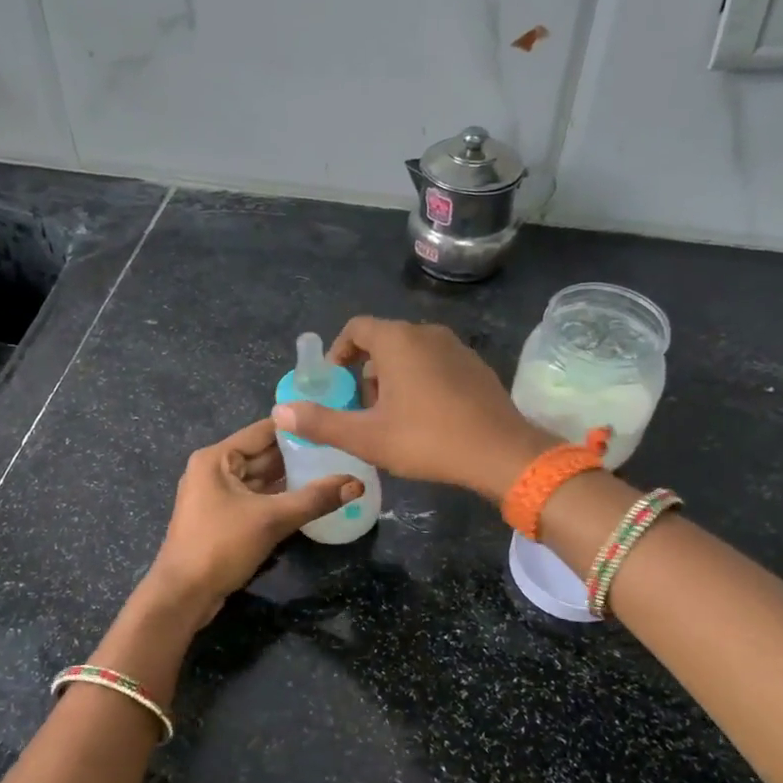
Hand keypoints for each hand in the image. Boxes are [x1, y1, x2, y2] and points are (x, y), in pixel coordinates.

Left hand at [143, 417, 363, 620]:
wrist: (182, 595)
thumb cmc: (221, 546)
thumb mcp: (272, 519)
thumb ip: (315, 499)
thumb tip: (357, 483)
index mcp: (217, 458)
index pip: (264, 431)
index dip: (297, 427)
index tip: (332, 424)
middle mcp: (214, 469)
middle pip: (263, 454)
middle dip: (298, 455)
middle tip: (339, 450)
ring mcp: (216, 495)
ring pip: (260, 479)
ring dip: (290, 478)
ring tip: (331, 471)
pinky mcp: (222, 518)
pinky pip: (255, 499)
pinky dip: (278, 498)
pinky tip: (308, 499)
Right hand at [271, 317, 554, 501]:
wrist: (501, 453)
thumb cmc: (427, 440)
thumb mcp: (367, 437)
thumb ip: (321, 422)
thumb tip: (280, 411)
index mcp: (398, 340)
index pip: (357, 329)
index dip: (339, 353)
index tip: (335, 383)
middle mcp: (427, 333)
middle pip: (384, 342)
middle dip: (367, 373)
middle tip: (364, 410)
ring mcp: (457, 347)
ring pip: (411, 354)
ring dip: (394, 379)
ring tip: (394, 419)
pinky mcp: (476, 366)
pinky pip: (437, 364)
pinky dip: (422, 382)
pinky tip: (428, 419)